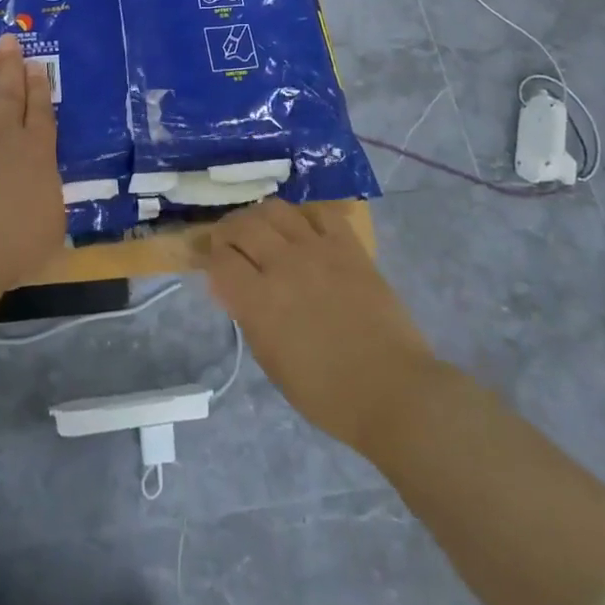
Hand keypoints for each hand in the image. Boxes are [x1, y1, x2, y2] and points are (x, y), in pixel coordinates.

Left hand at [0, 34, 62, 292]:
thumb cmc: (9, 247)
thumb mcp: (48, 229)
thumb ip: (45, 201)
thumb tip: (39, 192)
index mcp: (37, 153)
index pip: (40, 112)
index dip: (39, 88)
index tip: (36, 66)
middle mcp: (1, 135)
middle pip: (9, 92)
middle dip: (11, 65)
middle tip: (10, 40)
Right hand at [206, 200, 438, 451]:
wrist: (393, 390)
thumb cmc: (328, 394)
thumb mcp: (272, 363)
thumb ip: (249, 317)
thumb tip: (230, 287)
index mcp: (260, 301)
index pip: (221, 261)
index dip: (211, 259)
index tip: (213, 264)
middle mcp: (284, 265)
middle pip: (243, 226)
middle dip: (228, 230)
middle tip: (229, 240)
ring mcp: (317, 250)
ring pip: (276, 210)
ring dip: (260, 215)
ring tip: (261, 227)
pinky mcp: (348, 245)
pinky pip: (320, 212)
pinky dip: (305, 215)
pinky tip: (303, 228)